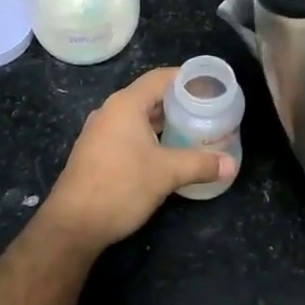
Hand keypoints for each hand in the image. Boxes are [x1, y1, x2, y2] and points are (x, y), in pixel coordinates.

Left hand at [38, 68, 236, 253]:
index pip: (161, 77)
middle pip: (151, 96)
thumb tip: (232, 165)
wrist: (72, 226)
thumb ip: (201, 164)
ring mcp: (101, 132)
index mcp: (126, 104)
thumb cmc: (120, 187)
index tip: (212, 86)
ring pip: (140, 117)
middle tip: (209, 110)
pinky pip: (129, 134)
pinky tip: (168, 152)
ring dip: (165, 122)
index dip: (187, 78)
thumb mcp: (167, 173)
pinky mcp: (97, 153)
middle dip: (180, 102)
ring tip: (194, 130)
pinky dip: (151, 136)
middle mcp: (111, 111)